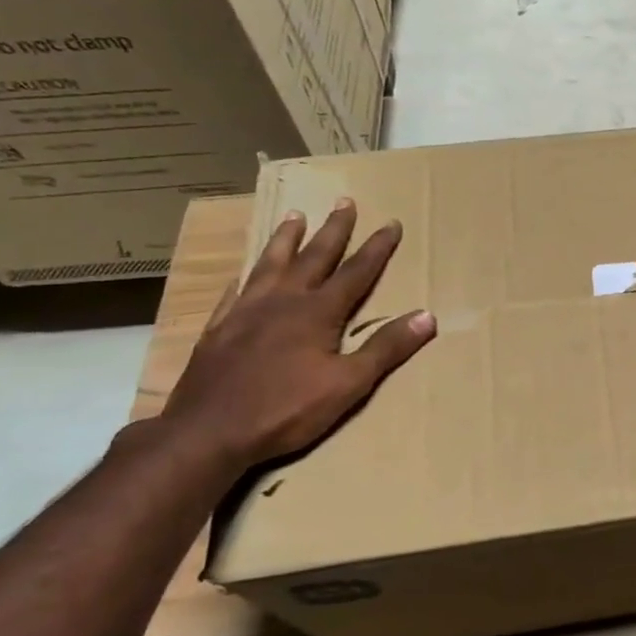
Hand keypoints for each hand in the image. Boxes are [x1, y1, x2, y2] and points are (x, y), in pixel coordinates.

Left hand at [159, 201, 434, 467]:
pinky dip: (246, 277)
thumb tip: (428, 316)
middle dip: (333, 230)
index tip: (391, 223)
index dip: (377, 248)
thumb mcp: (349, 384)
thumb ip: (386, 348)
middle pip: (314, 256)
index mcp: (318, 312)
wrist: (207, 433)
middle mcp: (283, 301)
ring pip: (271, 264)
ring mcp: (246, 312)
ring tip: (294, 215)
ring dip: (286, 239)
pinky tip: (244, 273)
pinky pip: (235, 292)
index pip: (357, 272)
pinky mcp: (218, 329)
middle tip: (344, 202)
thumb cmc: (286, 410)